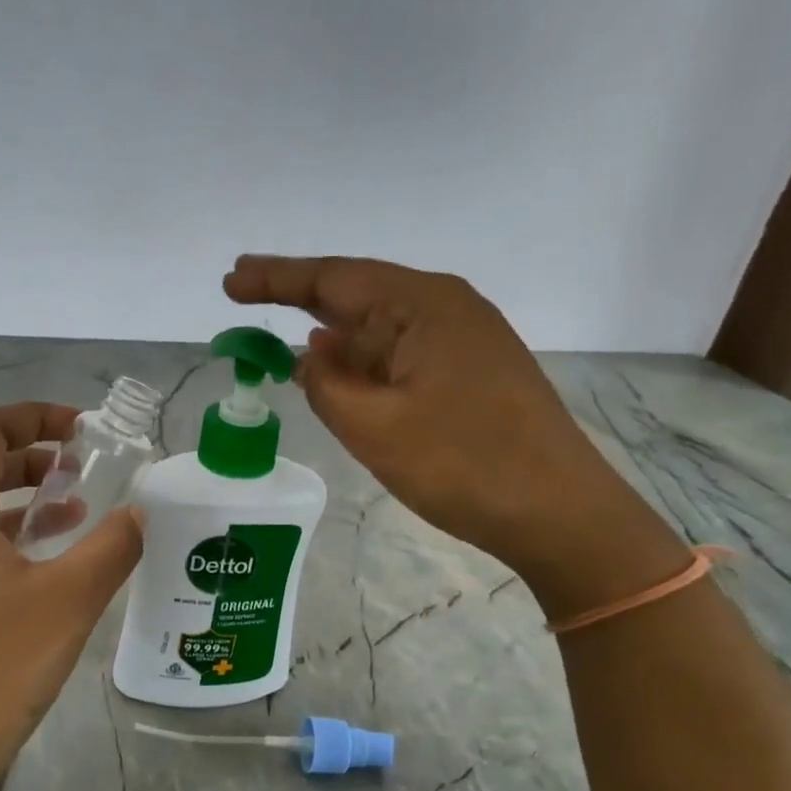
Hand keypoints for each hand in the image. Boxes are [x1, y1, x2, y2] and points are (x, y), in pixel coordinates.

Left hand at [0, 404, 143, 790]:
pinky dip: (7, 538)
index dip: (34, 417)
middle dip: (31, 457)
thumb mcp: (67, 602)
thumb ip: (111, 547)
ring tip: (74, 510)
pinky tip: (46, 568)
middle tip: (82, 467)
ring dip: (20, 499)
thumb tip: (140, 513)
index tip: (83, 431)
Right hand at [224, 255, 673, 587]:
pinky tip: (339, 370)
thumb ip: (326, 384)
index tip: (231, 280)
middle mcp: (446, 307)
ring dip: (332, 335)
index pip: (334, 278)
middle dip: (299, 299)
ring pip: (381, 328)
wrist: (559, 512)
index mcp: (422, 305)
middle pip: (358, 294)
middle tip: (244, 294)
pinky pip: (402, 354)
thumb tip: (309, 357)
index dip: (276, 279)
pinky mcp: (473, 371)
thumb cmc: (462, 465)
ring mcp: (464, 339)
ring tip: (281, 340)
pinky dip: (364, 360)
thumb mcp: (373, 427)